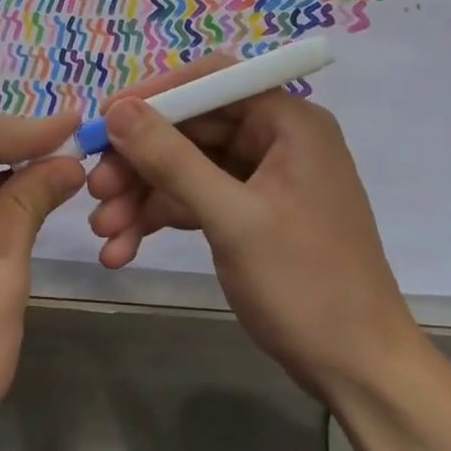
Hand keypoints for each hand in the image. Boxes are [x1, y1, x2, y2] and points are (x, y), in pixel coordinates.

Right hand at [85, 55, 419, 393]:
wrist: (356, 369)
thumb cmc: (305, 284)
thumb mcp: (232, 219)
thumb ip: (172, 159)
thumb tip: (118, 110)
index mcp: (288, 124)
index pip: (212, 81)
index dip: (155, 96)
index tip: (105, 121)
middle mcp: (276, 141)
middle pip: (191, 129)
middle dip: (139, 161)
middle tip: (95, 188)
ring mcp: (262, 179)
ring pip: (186, 168)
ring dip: (141, 197)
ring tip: (101, 231)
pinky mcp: (250, 214)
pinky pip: (195, 201)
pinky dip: (160, 219)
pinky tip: (122, 249)